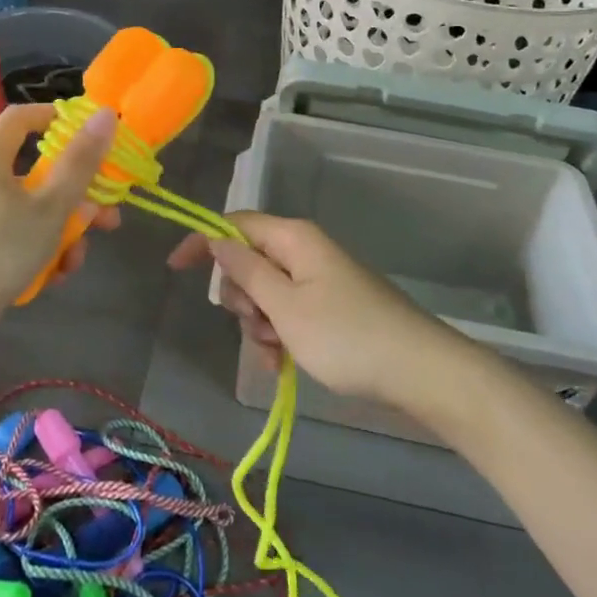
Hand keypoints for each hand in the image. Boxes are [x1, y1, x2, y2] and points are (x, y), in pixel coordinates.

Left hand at [0, 103, 119, 344]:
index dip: (57, 118)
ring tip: (77, 258)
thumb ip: (81, 161)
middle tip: (107, 214)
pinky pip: (17, 235)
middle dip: (77, 194)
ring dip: (63, 229)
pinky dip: (39, 249)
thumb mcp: (52, 205)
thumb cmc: (1, 248)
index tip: (90, 134)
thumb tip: (105, 115)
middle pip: (37, 170)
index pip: (22, 116)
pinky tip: (55, 275)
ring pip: (32, 208)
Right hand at [169, 213, 439, 402]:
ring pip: (266, 293)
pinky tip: (283, 365)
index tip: (176, 270)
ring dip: (259, 325)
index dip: (203, 242)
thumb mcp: (285, 307)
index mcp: (293, 238)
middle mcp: (304, 251)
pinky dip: (279, 336)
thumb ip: (246, 271)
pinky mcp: (331, 307)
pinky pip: (289, 313)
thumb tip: (217, 240)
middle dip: (241, 297)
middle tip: (257, 325)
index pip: (234, 224)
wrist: (420, 372)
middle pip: (249, 261)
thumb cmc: (346, 336)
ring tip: (276, 354)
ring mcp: (319, 280)